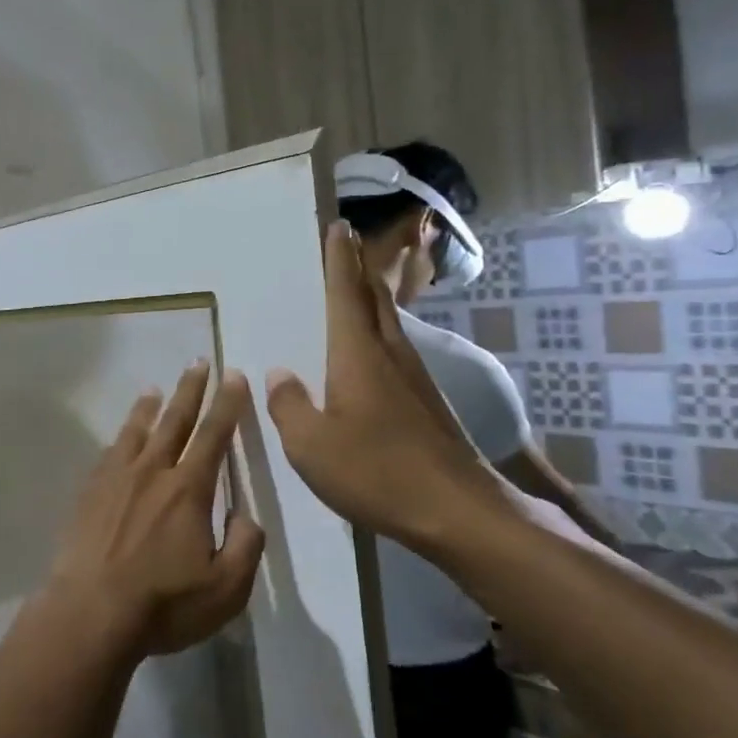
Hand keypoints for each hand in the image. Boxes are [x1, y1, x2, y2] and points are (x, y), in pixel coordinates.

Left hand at [48, 361, 266, 657]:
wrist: (89, 614)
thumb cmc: (163, 604)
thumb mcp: (226, 589)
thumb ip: (246, 546)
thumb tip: (247, 516)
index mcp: (189, 489)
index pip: (214, 435)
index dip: (227, 404)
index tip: (234, 375)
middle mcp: (152, 472)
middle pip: (175, 420)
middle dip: (190, 389)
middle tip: (199, 362)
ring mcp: (115, 480)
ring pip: (136, 431)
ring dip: (148, 407)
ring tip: (154, 389)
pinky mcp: (88, 494)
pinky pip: (107, 455)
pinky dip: (118, 439)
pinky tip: (118, 440)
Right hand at [263, 222, 522, 556]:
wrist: (458, 510)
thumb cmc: (377, 472)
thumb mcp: (312, 446)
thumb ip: (289, 407)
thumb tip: (278, 376)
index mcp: (358, 355)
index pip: (345, 294)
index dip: (340, 260)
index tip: (338, 226)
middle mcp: (390, 355)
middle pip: (374, 299)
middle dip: (359, 270)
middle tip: (347, 246)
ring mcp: (415, 378)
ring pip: (390, 324)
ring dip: (372, 299)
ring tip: (354, 291)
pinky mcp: (427, 403)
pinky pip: (396, 351)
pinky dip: (380, 335)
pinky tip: (371, 355)